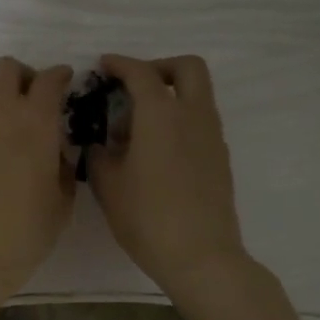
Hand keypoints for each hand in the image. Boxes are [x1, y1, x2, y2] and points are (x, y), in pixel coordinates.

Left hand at [0, 57, 74, 305]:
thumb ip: (63, 168)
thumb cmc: (25, 231)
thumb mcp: (61, 202)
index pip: (49, 79)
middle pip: (6, 69)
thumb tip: (56, 154)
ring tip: (12, 128)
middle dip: (24, 76)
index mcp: (35, 121)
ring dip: (0, 99)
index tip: (66, 82)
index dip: (60, 76)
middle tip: (35, 100)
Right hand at [88, 54, 247, 299]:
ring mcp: (212, 136)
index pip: (141, 73)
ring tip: (141, 121)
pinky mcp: (219, 158)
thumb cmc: (147, 217)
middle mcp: (192, 116)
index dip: (121, 64)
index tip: (104, 65)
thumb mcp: (108, 185)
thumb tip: (100, 143)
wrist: (200, 255)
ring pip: (199, 94)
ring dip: (172, 93)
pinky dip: (181, 118)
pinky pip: (201, 121)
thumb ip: (100, 155)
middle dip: (160, 67)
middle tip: (134, 85)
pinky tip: (158, 148)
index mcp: (161, 115)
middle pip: (187, 68)